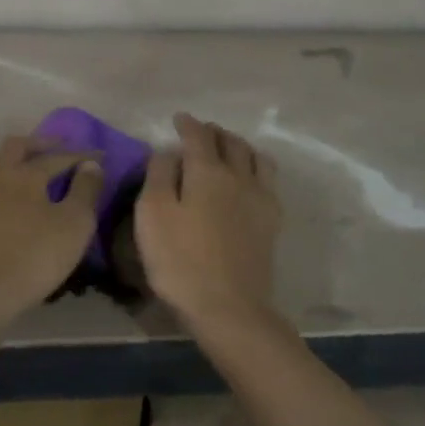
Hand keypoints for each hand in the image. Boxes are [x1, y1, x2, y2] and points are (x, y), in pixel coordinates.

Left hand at [0, 135, 103, 332]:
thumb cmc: (36, 256)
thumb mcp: (75, 224)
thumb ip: (86, 190)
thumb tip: (90, 165)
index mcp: (26, 174)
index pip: (57, 156)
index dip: (81, 155)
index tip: (100, 156)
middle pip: (16, 146)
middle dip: (40, 144)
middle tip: (59, 150)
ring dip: (11, 161)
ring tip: (26, 170)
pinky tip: (0, 195)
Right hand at [136, 113, 281, 331]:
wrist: (228, 306)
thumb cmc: (180, 260)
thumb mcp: (152, 214)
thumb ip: (159, 175)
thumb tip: (168, 151)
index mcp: (207, 171)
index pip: (198, 136)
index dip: (187, 124)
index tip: (178, 119)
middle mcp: (239, 176)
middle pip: (230, 142)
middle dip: (214, 132)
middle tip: (200, 133)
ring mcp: (260, 198)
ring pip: (255, 156)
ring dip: (239, 145)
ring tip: (227, 149)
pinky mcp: (272, 221)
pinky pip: (269, 180)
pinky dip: (256, 167)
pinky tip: (249, 178)